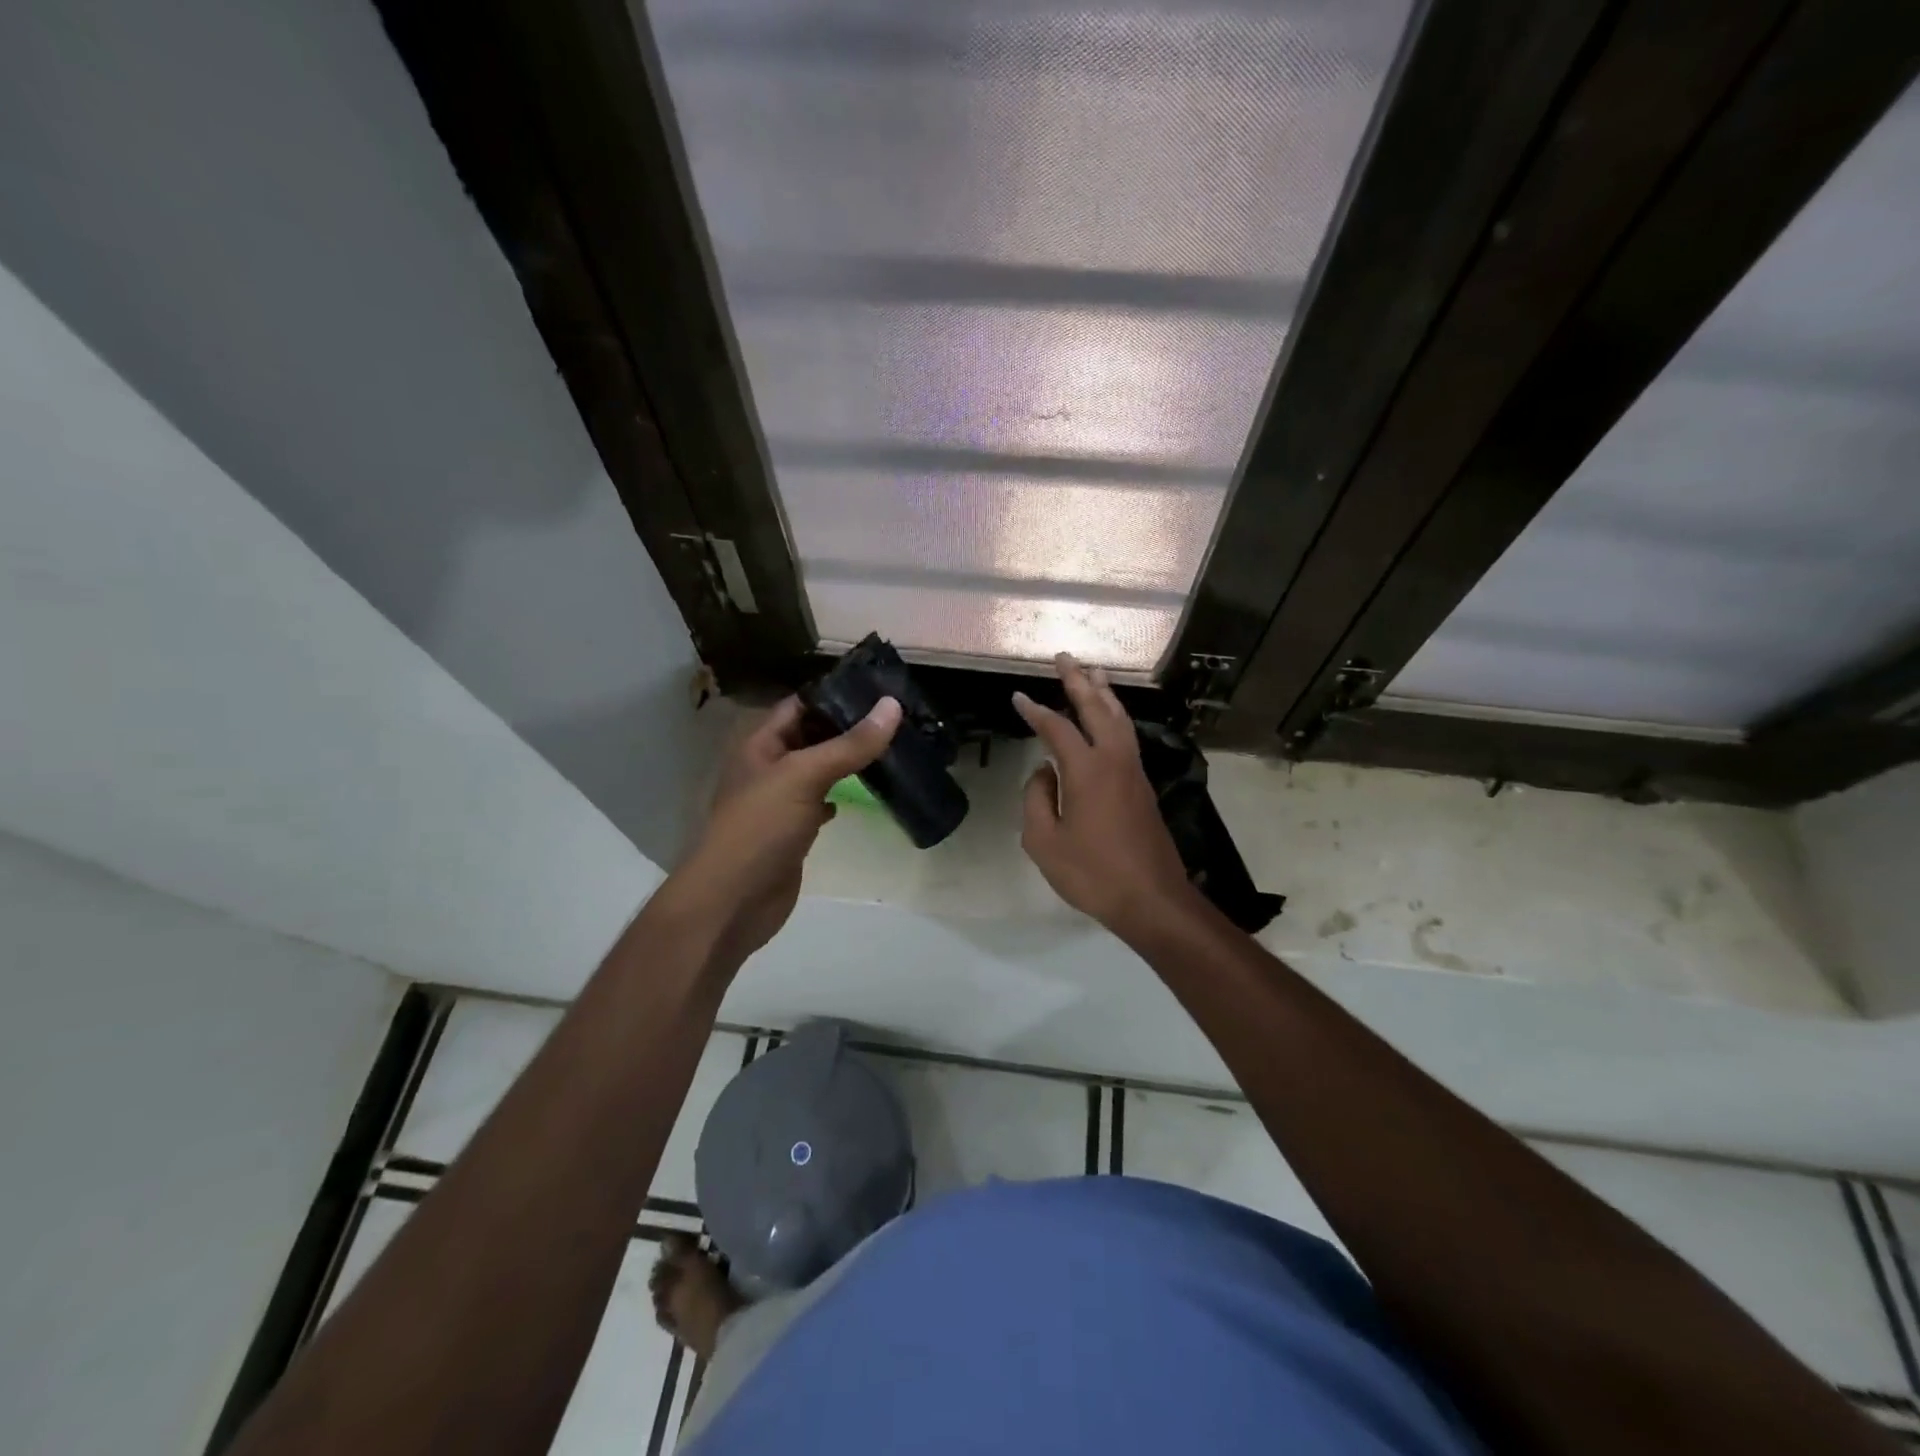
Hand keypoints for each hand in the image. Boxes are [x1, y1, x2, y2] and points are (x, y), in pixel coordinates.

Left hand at [672, 695, 900, 966]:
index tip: (880, 688)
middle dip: (848, 727)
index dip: (834, 694)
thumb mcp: (804, 776)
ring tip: (893, 747)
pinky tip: (866, 792)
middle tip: (898, 717)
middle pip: (811, 736)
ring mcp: (780, 801)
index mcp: (760, 744)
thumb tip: (892, 705)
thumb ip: (849, 744)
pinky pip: (820, 802)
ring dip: (848, 761)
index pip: (800, 705)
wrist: (733, 901)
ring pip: (819, 770)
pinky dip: (841, 795)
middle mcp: (769, 767)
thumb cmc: (761, 828)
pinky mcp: (793, 831)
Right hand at [1014, 655, 1195, 934]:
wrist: (1151, 899)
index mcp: (1087, 770)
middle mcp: (1115, 760)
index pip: (1057, 729)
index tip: (1018, 696)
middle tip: (1065, 658)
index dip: (1035, 710)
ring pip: (1119, 719)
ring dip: (1104, 693)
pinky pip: (1128, 737)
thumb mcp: (1044, 842)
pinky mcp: (1143, 786)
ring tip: (1093, 672)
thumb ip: (1036, 799)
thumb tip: (1044, 772)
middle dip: (1078, 681)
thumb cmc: (1093, 873)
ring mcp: (1134, 772)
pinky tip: (1110, 718)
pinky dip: (1116, 717)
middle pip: (1096, 708)